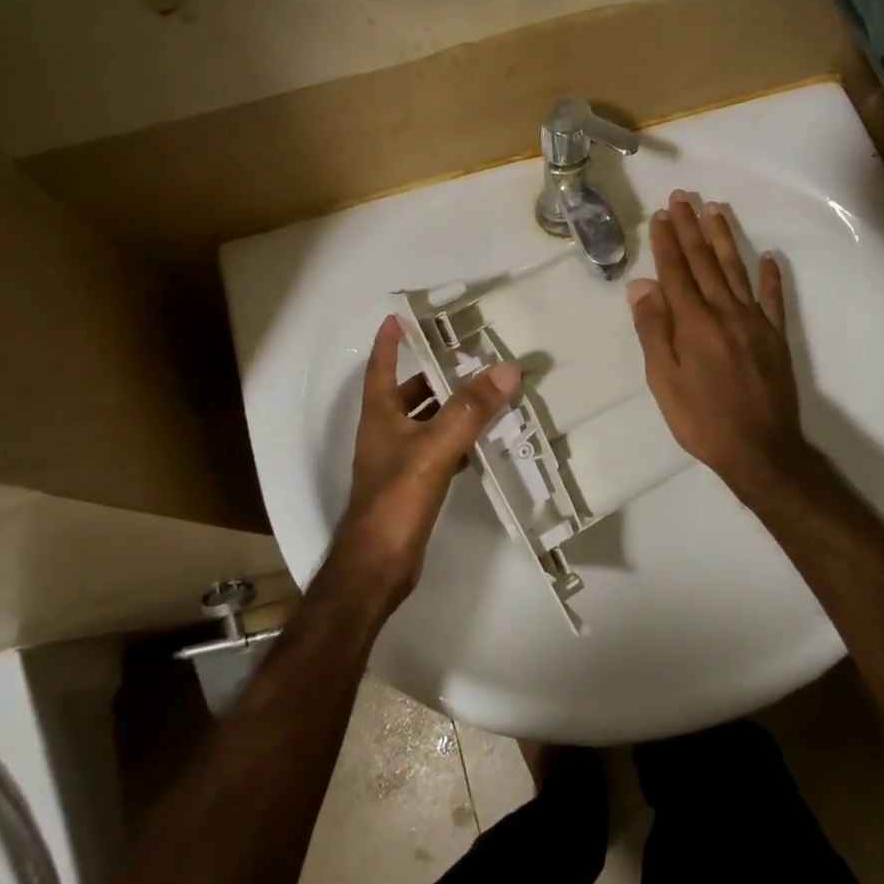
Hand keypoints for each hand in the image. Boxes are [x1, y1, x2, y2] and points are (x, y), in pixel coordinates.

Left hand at [328, 315, 520, 606]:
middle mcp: (386, 433)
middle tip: (469, 356)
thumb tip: (506, 370)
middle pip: (408, 393)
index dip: (390, 342)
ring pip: (427, 422)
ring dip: (452, 407)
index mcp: (380, 416)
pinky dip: (459, 440)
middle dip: (435, 374)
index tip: (400, 317)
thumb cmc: (396, 501)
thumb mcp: (435, 449)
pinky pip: (439, 450)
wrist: (377, 566)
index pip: (381, 367)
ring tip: (487, 392)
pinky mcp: (413, 485)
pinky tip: (484, 441)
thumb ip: (470, 411)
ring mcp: (398, 461)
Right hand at [627, 192, 812, 501]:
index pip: (676, 272)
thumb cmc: (701, 419)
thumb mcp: (663, 381)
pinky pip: (773, 299)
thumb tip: (642, 285)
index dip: (667, 242)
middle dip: (692, 228)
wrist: (760, 449)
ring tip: (717, 209)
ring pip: (737, 270)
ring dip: (725, 239)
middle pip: (705, 262)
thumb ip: (654, 330)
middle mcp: (724, 312)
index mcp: (693, 323)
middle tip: (684, 196)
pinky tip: (769, 257)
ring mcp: (754, 322)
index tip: (662, 215)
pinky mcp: (776, 337)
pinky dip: (771, 276)